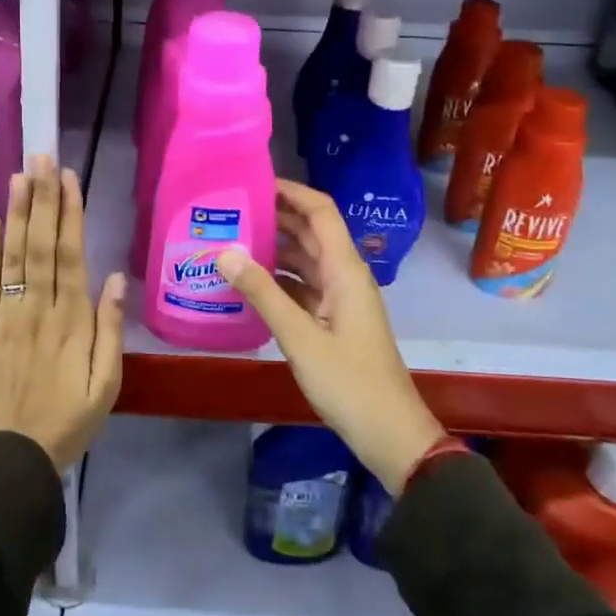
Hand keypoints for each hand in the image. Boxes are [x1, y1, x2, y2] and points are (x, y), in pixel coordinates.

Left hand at [0, 155, 124, 471]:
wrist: (12, 458)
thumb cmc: (69, 420)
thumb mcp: (108, 384)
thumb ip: (111, 329)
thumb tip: (116, 277)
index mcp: (72, 320)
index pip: (71, 254)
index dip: (70, 213)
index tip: (69, 178)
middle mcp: (38, 308)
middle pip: (40, 244)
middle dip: (43, 198)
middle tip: (43, 157)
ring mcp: (6, 316)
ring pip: (12, 255)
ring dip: (16, 212)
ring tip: (19, 174)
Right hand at [218, 180, 443, 494]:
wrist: (390, 434)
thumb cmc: (349, 382)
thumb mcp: (300, 337)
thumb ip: (262, 293)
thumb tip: (224, 252)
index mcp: (345, 269)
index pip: (320, 211)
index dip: (291, 191)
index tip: (254, 181)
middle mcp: (344, 275)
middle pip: (310, 231)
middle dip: (275, 216)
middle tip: (231, 209)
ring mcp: (340, 298)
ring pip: (305, 258)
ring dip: (274, 247)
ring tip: (232, 238)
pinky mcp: (334, 319)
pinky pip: (303, 285)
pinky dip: (278, 278)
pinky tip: (248, 281)